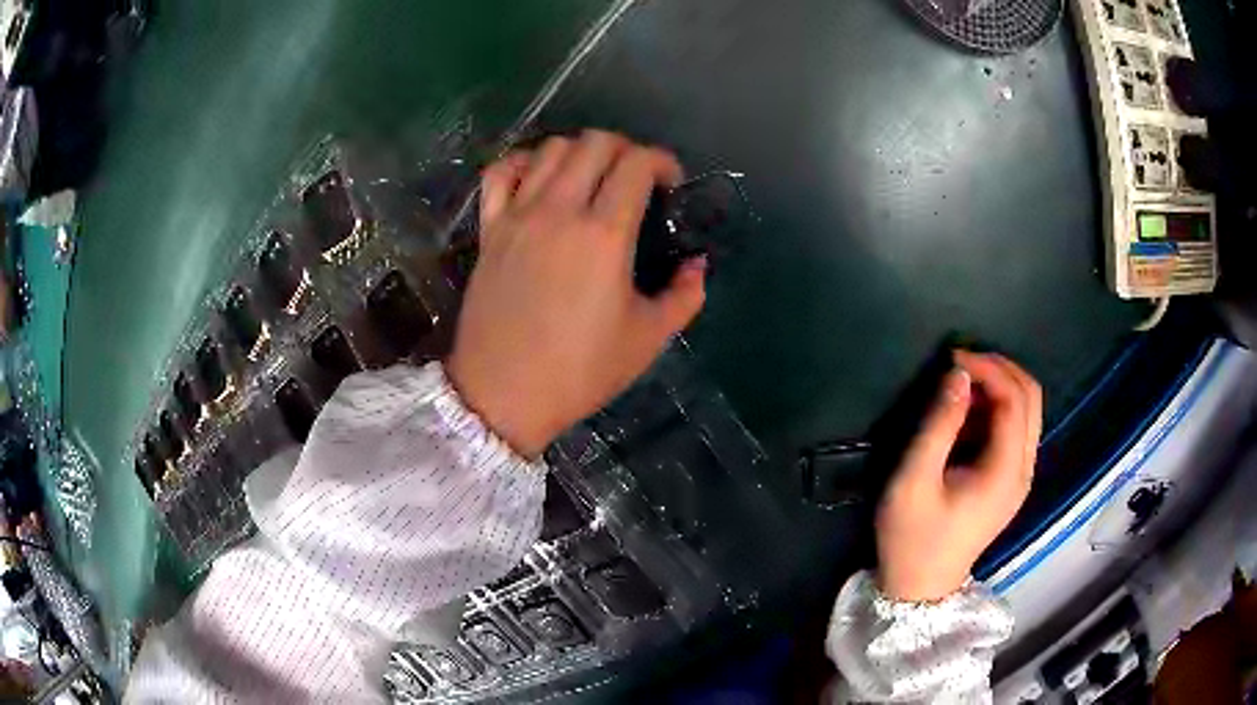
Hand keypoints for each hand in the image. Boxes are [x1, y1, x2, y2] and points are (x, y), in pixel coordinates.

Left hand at [447, 131, 706, 457]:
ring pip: (549, 149)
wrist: (503, 395)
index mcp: (604, 234)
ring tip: (591, 179)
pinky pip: (500, 173)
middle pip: (594, 142)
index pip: (637, 162)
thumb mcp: (648, 339)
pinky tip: (537, 178)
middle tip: (635, 180)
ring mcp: (518, 216)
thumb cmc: (580, 371)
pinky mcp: (489, 229)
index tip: (671, 185)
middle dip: (626, 149)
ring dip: (579, 152)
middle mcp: (559, 210)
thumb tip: (697, 265)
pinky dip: (522, 162)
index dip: (663, 162)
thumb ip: (684, 295)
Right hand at [875, 351, 1041, 601]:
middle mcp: (1023, 470)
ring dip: (1001, 385)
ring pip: (1028, 411)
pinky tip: (969, 411)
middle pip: (1031, 398)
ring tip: (962, 382)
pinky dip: (998, 407)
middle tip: (962, 362)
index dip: (989, 368)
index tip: (953, 357)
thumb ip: (939, 426)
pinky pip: (1017, 429)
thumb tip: (957, 375)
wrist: (920, 588)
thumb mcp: (914, 481)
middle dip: (1001, 369)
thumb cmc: (912, 538)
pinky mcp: (1011, 482)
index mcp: (1005, 472)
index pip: (1015, 399)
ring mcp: (1020, 477)